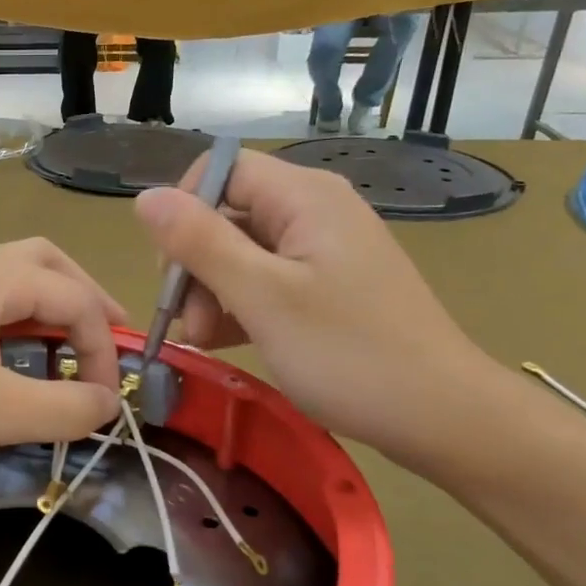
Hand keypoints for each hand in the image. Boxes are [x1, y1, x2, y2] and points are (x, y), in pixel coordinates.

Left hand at [0, 239, 126, 472]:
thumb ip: (66, 409)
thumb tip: (108, 403)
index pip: (76, 298)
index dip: (103, 347)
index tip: (104, 399)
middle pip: (48, 262)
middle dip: (86, 296)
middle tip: (106, 335)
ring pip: (12, 272)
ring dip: (49, 300)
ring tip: (64, 340)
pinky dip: (15, 311)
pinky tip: (6, 346)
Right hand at [134, 151, 495, 464]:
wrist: (440, 415)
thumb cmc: (349, 353)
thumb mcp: (263, 297)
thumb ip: (200, 243)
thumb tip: (144, 197)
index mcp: (304, 197)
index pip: (221, 170)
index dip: (184, 211)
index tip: (171, 269)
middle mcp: (313, 212)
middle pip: (227, 214)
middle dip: (195, 264)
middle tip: (188, 322)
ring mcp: (321, 252)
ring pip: (240, 253)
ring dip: (211, 293)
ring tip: (204, 341)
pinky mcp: (325, 288)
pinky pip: (264, 282)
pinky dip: (237, 307)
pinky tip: (223, 342)